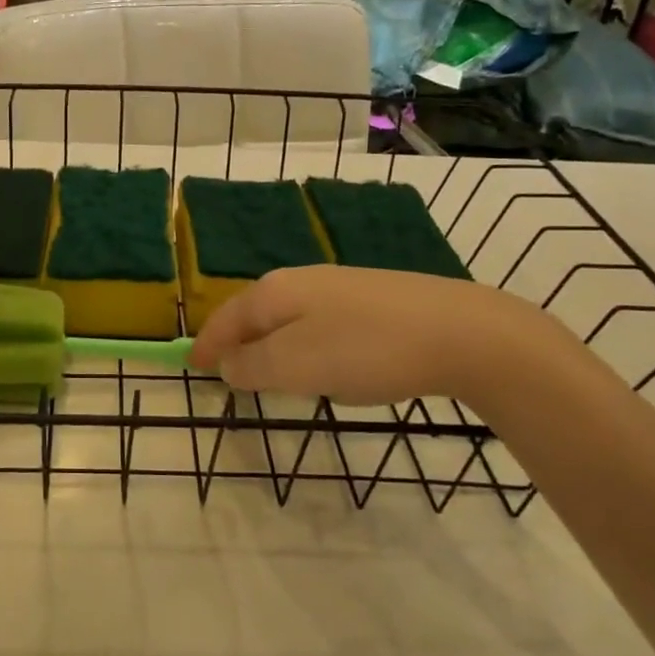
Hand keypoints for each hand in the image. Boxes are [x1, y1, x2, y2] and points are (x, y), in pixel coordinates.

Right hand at [190, 265, 538, 406]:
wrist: (460, 332)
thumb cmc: (364, 350)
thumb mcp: (295, 365)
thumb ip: (251, 367)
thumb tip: (227, 364)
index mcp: (275, 292)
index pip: (226, 318)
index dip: (208, 345)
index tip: (193, 367)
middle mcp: (302, 281)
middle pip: (256, 313)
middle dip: (239, 342)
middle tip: (228, 372)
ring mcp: (341, 287)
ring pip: (290, 318)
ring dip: (273, 345)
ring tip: (272, 374)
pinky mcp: (375, 300)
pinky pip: (322, 324)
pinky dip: (308, 345)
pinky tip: (328, 364)